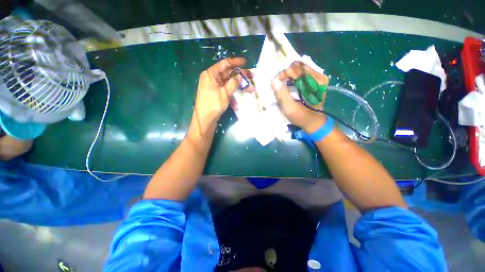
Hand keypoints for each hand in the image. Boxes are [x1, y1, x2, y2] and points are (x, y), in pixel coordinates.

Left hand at [193, 58, 252, 128]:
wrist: (204, 119)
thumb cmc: (213, 104)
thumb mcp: (225, 93)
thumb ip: (233, 83)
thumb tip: (240, 76)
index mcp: (211, 74)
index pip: (224, 64)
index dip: (235, 62)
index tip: (245, 62)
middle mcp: (211, 78)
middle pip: (228, 74)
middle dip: (240, 77)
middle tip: (251, 76)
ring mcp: (213, 87)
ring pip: (228, 84)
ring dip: (238, 88)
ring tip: (250, 90)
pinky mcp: (215, 94)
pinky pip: (225, 92)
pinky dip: (231, 97)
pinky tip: (236, 105)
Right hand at [271, 61, 328, 132]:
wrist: (314, 122)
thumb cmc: (301, 117)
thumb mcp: (289, 108)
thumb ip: (282, 95)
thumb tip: (273, 81)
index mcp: (314, 82)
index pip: (296, 68)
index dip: (283, 73)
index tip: (275, 83)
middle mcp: (318, 76)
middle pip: (298, 66)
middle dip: (285, 73)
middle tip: (279, 83)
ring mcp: (318, 77)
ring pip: (299, 68)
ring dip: (289, 75)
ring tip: (283, 84)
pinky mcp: (316, 80)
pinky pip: (302, 73)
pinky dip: (293, 77)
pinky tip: (290, 85)